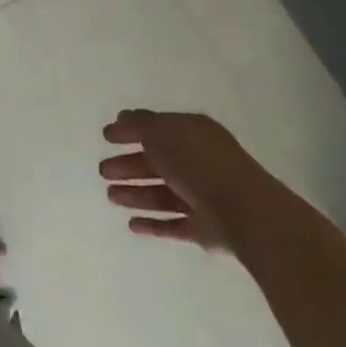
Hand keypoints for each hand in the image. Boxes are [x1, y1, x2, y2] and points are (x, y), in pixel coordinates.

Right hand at [99, 110, 258, 250]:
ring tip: (110, 196)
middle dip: (129, 166)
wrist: (243, 212)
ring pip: (163, 193)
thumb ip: (137, 124)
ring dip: (136, 194)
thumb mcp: (160, 132)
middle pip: (158, 162)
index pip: (158, 128)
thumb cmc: (197, 162)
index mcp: (193, 133)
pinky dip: (153, 223)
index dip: (131, 131)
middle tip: (103, 170)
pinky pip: (174, 223)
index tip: (106, 137)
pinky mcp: (206, 229)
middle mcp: (199, 162)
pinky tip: (131, 225)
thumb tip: (121, 118)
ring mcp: (204, 197)